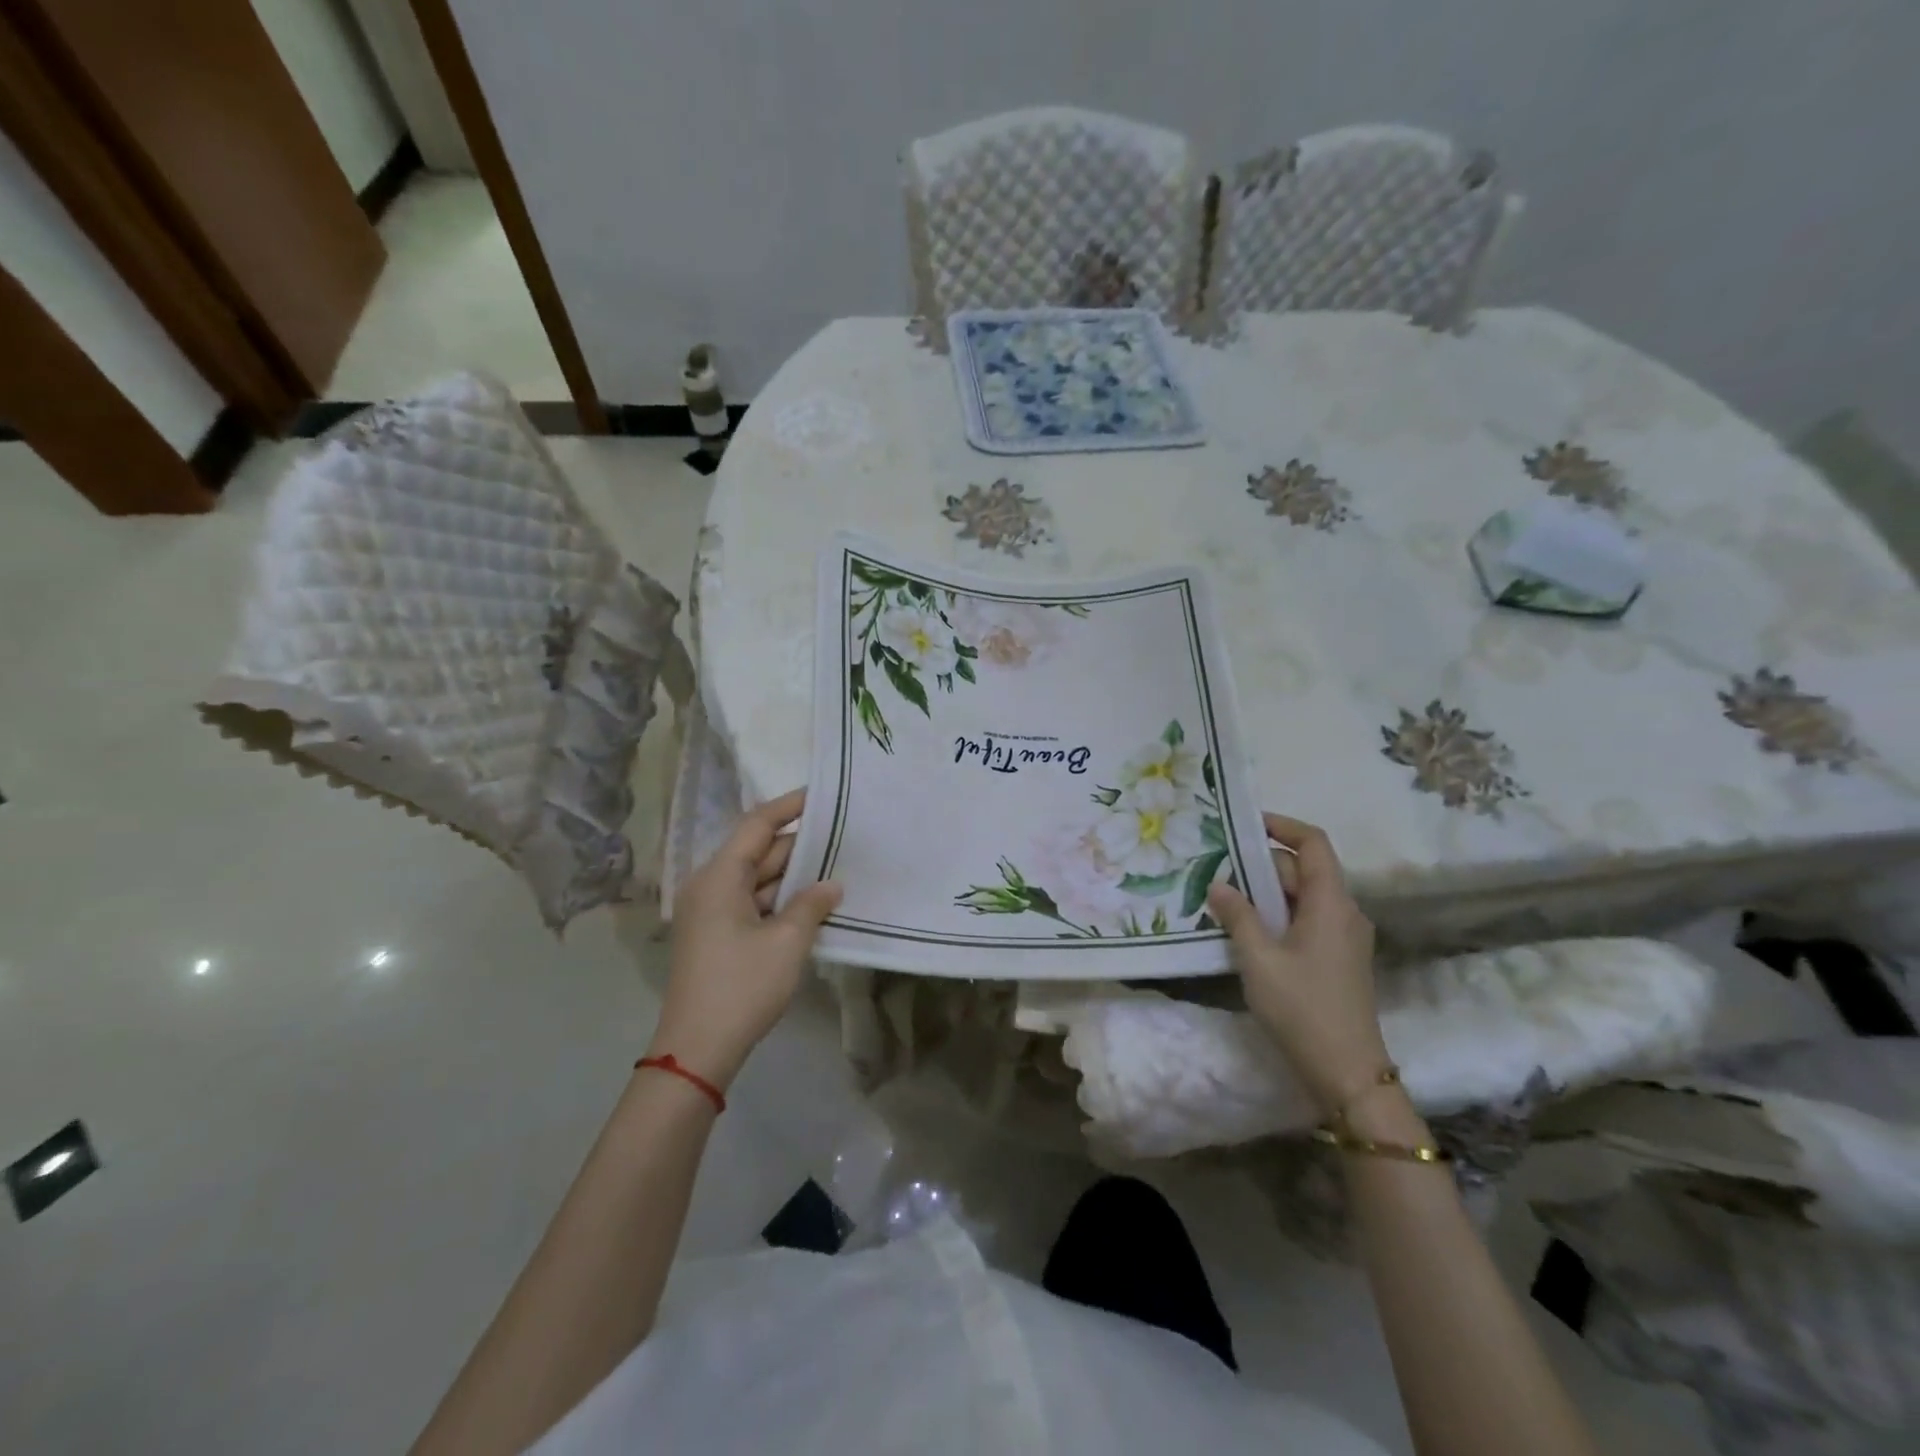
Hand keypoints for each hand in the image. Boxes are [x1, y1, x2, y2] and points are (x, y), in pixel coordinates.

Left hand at [649, 789, 841, 1089]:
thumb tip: (831, 884)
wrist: (698, 1050)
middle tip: (843, 835)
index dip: (789, 806)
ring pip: (758, 879)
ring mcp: (712, 912)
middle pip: (758, 851)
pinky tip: (814, 903)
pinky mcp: (717, 935)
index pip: (757, 824)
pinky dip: (781, 899)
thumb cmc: (742, 986)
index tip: (822, 794)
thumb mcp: (787, 942)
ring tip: (837, 866)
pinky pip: (754, 903)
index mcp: (720, 877)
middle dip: (800, 845)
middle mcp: (711, 886)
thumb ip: (812, 904)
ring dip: (794, 876)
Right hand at [1207, 813, 1387, 1117]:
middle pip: (1304, 869)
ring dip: (1266, 891)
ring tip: (1224, 895)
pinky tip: (1246, 929)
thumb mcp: (1259, 959)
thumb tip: (1219, 884)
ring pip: (1303, 896)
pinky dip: (1277, 914)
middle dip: (1262, 863)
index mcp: (1332, 903)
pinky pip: (1306, 919)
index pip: (1313, 843)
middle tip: (1218, 866)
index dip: (1282, 826)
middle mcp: (1344, 912)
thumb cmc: (1303, 1008)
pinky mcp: (1338, 958)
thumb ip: (1238, 916)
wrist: (1347, 1073)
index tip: (1246, 823)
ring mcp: (1344, 937)